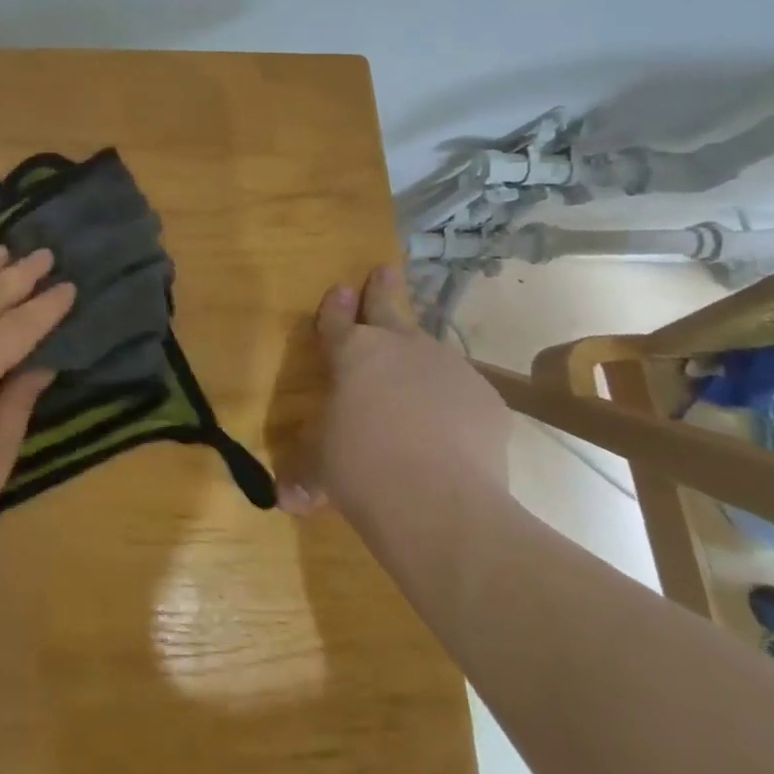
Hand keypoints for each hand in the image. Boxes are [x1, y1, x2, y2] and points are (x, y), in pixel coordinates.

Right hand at [277, 264, 511, 519]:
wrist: (439, 503)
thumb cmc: (360, 470)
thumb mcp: (320, 470)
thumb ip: (305, 474)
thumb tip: (287, 499)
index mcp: (353, 354)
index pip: (337, 321)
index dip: (336, 307)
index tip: (341, 288)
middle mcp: (400, 347)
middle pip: (389, 307)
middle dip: (383, 288)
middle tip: (385, 270)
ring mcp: (448, 368)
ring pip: (430, 352)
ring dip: (420, 359)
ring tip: (417, 383)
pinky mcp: (486, 398)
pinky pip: (463, 393)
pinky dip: (453, 404)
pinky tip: (451, 433)